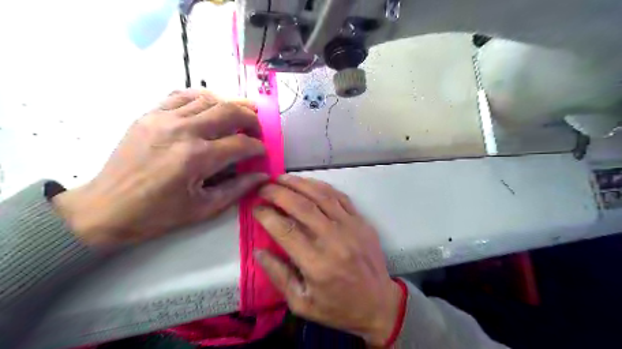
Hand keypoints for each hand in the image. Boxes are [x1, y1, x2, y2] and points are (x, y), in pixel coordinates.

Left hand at [52, 91, 267, 247]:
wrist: (106, 208)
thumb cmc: (158, 214)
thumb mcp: (204, 208)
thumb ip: (238, 189)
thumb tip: (263, 175)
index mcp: (198, 158)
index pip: (241, 144)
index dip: (258, 147)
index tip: (263, 152)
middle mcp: (183, 131)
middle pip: (229, 112)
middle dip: (251, 119)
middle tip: (257, 130)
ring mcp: (164, 118)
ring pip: (208, 99)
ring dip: (230, 106)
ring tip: (240, 116)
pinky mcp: (150, 115)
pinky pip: (182, 95)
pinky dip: (202, 98)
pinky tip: (210, 106)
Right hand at [252, 175, 403, 345]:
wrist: (379, 303)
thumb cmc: (338, 308)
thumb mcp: (302, 303)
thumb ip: (279, 275)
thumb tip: (258, 251)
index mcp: (317, 264)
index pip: (285, 230)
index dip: (267, 215)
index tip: (255, 207)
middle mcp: (334, 240)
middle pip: (302, 207)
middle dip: (279, 193)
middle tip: (264, 187)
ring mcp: (351, 227)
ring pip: (321, 196)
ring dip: (299, 184)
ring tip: (282, 178)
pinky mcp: (362, 221)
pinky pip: (340, 197)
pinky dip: (322, 187)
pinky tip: (309, 183)